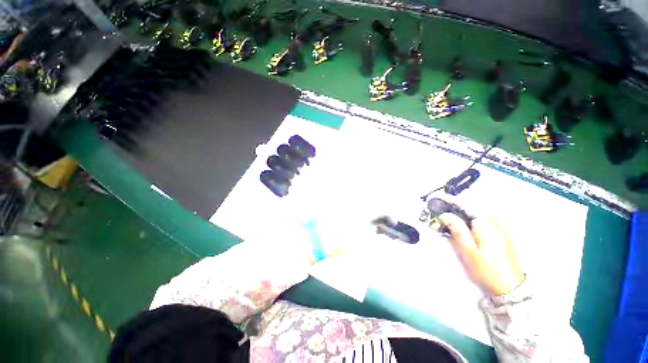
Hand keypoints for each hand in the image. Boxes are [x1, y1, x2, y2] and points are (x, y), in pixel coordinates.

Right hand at [438, 198, 524, 295]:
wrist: (511, 287)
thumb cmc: (486, 269)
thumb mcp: (468, 251)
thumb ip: (457, 230)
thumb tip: (445, 215)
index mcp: (486, 225)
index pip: (467, 205)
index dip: (451, 200)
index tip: (438, 198)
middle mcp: (496, 222)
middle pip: (476, 203)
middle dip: (459, 201)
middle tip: (444, 205)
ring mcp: (502, 227)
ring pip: (483, 208)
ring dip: (468, 206)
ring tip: (454, 212)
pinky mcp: (503, 233)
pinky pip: (488, 215)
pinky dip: (476, 213)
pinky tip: (469, 221)